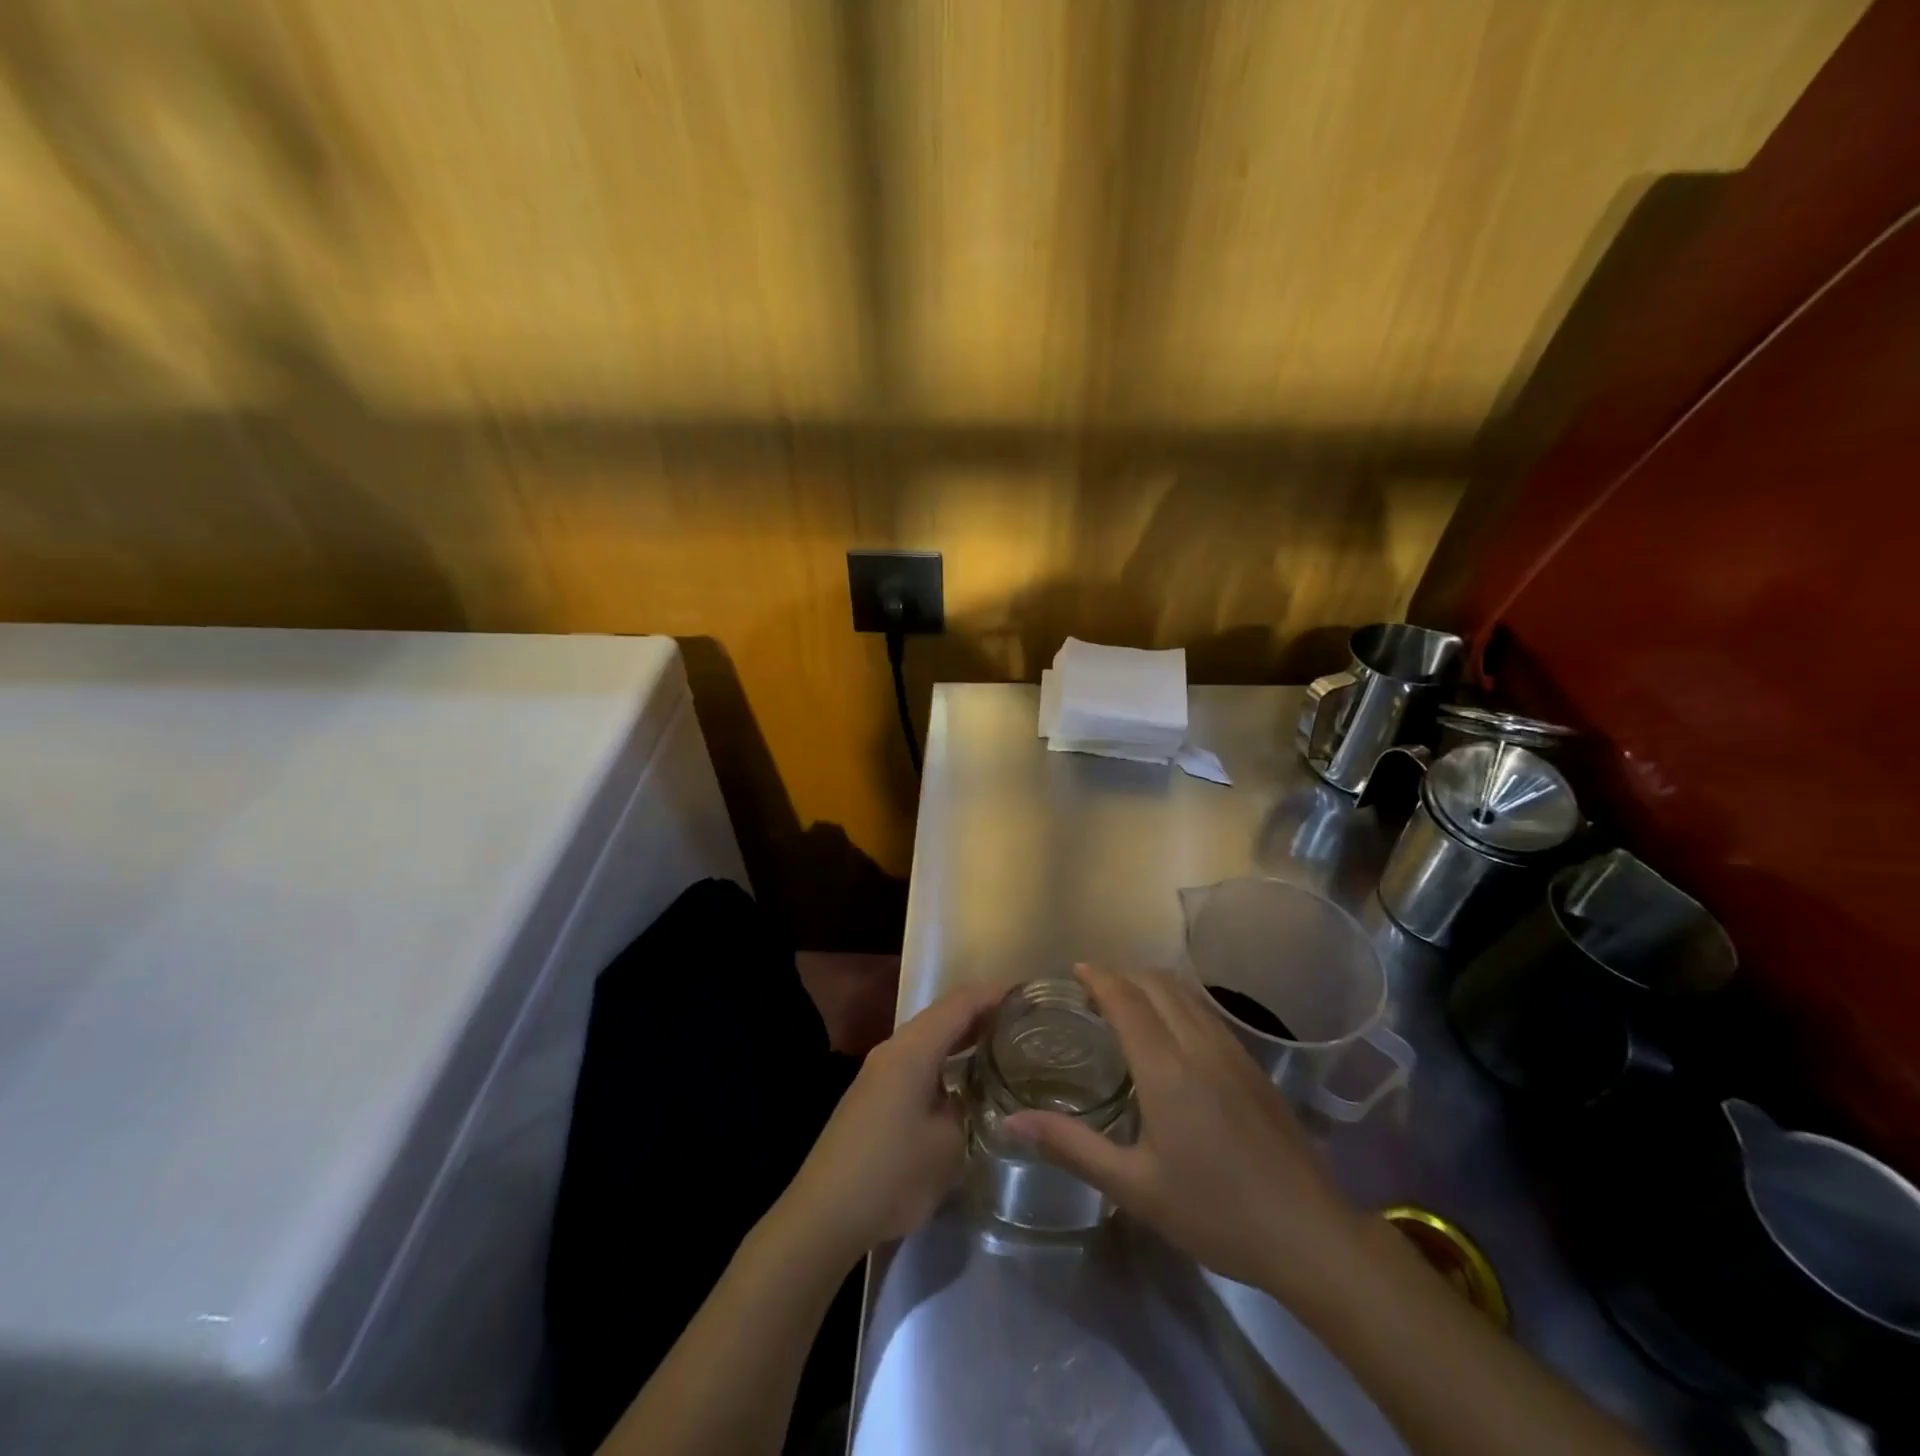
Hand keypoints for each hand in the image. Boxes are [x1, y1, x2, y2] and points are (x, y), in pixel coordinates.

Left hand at [781, 979, 1004, 1261]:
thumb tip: (971, 1092)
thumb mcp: (947, 1143)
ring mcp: (879, 1072)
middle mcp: (893, 1049)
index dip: (994, 994)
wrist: (825, 1214)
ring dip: (961, 1037)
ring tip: (1001, 1044)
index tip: (1027, 994)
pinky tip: (963, 1078)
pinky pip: (917, 1060)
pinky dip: (944, 1058)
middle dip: (981, 1013)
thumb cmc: (892, 1173)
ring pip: (928, 1038)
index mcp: (912, 1049)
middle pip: (942, 1015)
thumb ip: (966, 1106)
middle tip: (1021, 1021)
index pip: (959, 1003)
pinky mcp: (873, 1095)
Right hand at [1004, 965, 1363, 1296]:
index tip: (1072, 971)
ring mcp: (1231, 1051)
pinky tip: (1170, 1029)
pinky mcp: (1252, 1065)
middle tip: (1090, 989)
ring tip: (1124, 1000)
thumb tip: (1011, 1123)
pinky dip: (1177, 999)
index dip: (1098, 977)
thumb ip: (1071, 1146)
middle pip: (1156, 983)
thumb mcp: (1134, 1187)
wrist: (1310, 1234)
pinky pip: (1206, 1010)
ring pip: (1185, 992)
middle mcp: (1198, 1044)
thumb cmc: (1215, 1212)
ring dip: (1150, 982)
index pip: (1126, 998)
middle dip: (1121, 974)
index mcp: (1166, 1067)